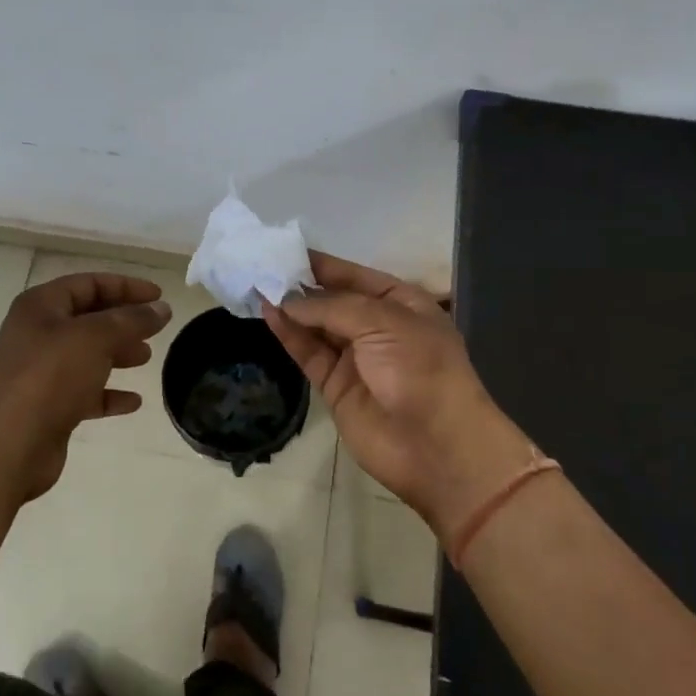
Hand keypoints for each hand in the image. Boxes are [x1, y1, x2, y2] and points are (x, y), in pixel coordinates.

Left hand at [0, 272, 171, 501]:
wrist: (10, 445)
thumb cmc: (51, 376)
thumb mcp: (97, 338)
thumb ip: (132, 320)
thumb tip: (161, 309)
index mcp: (40, 306)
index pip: (89, 284)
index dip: (126, 286)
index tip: (159, 296)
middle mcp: (36, 334)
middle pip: (88, 318)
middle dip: (123, 322)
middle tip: (155, 329)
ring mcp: (39, 372)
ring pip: (86, 355)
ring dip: (118, 354)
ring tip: (146, 358)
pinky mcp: (46, 406)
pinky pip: (83, 391)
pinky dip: (108, 392)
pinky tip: (133, 402)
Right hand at [265, 252, 531, 539]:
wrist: (437, 446)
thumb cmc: (420, 368)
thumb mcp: (383, 322)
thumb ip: (332, 307)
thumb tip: (288, 299)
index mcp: (401, 304)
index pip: (356, 275)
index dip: (323, 264)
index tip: (286, 249)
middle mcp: (377, 327)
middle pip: (333, 300)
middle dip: (302, 284)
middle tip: (263, 265)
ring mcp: (356, 358)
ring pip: (316, 326)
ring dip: (290, 308)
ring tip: (257, 285)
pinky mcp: (335, 386)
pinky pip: (309, 353)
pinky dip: (289, 334)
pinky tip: (269, 313)